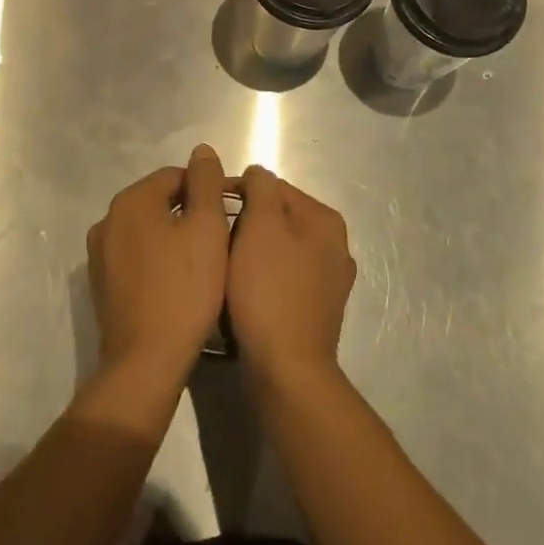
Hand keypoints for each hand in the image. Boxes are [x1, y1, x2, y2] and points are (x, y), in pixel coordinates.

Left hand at [87, 145, 230, 383]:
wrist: (147, 360)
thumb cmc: (184, 288)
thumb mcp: (206, 228)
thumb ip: (205, 183)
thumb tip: (201, 150)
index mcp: (131, 200)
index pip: (175, 176)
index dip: (206, 190)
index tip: (229, 214)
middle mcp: (107, 219)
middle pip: (158, 201)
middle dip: (189, 213)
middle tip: (219, 240)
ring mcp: (100, 254)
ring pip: (146, 230)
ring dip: (172, 236)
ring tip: (201, 262)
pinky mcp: (101, 284)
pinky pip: (135, 256)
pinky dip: (156, 259)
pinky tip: (177, 282)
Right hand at [228, 167, 354, 390]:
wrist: (287, 370)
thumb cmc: (269, 290)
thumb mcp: (260, 225)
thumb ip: (260, 187)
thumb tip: (257, 174)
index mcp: (325, 219)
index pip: (273, 187)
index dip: (238, 192)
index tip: (208, 207)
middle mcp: (335, 246)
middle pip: (277, 218)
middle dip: (246, 223)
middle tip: (214, 240)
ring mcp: (329, 282)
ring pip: (279, 250)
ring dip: (252, 252)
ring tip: (225, 267)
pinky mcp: (316, 311)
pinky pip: (282, 280)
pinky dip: (263, 279)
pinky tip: (244, 293)